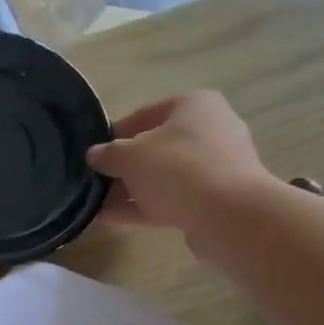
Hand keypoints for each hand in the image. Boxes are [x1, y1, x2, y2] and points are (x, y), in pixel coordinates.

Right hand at [88, 92, 270, 236]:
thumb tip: (94, 154)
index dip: (115, 133)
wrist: (229, 215)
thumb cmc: (178, 168)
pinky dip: (143, 207)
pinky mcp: (215, 200)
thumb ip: (109, 154)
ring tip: (96, 205)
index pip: (145, 114)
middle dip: (124, 167)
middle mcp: (210, 130)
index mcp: (194, 105)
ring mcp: (215, 167)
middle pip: (156, 148)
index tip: (94, 153)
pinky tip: (111, 219)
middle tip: (95, 181)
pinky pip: (171, 200)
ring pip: (163, 177)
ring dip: (130, 191)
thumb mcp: (131, 156)